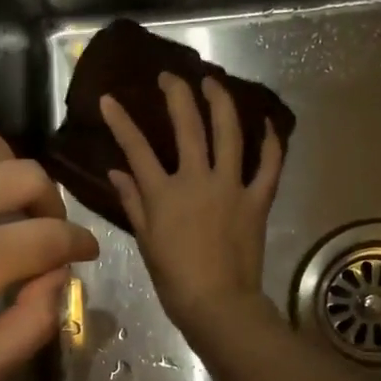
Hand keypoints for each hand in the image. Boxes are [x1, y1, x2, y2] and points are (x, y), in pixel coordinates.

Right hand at [101, 74, 284, 335]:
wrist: (218, 304)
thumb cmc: (174, 279)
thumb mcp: (146, 241)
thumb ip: (133, 203)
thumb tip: (117, 173)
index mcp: (164, 193)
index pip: (136, 148)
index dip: (121, 121)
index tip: (110, 99)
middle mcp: (197, 180)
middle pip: (187, 126)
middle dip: (177, 95)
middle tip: (171, 76)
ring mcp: (231, 187)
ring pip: (229, 133)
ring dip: (221, 102)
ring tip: (214, 82)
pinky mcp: (257, 200)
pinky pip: (269, 166)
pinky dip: (270, 143)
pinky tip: (266, 124)